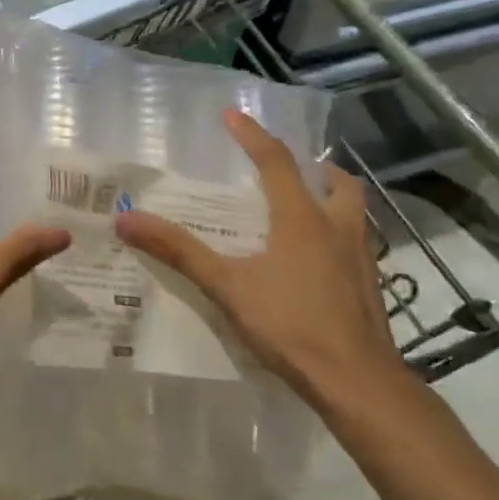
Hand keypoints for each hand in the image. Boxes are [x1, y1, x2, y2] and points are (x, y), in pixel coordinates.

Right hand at [114, 109, 400, 406]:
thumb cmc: (292, 326)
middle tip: (291, 167)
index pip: (277, 162)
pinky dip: (338, 234)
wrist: (359, 384)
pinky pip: (357, 243)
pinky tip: (318, 260)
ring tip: (306, 206)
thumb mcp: (227, 286)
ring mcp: (362, 258)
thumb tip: (127, 219)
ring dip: (333, 198)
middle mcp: (337, 228)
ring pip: (355, 212)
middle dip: (316, 167)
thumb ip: (179, 251)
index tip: (233, 115)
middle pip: (337, 182)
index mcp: (302, 219)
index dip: (253, 135)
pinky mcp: (371, 287)